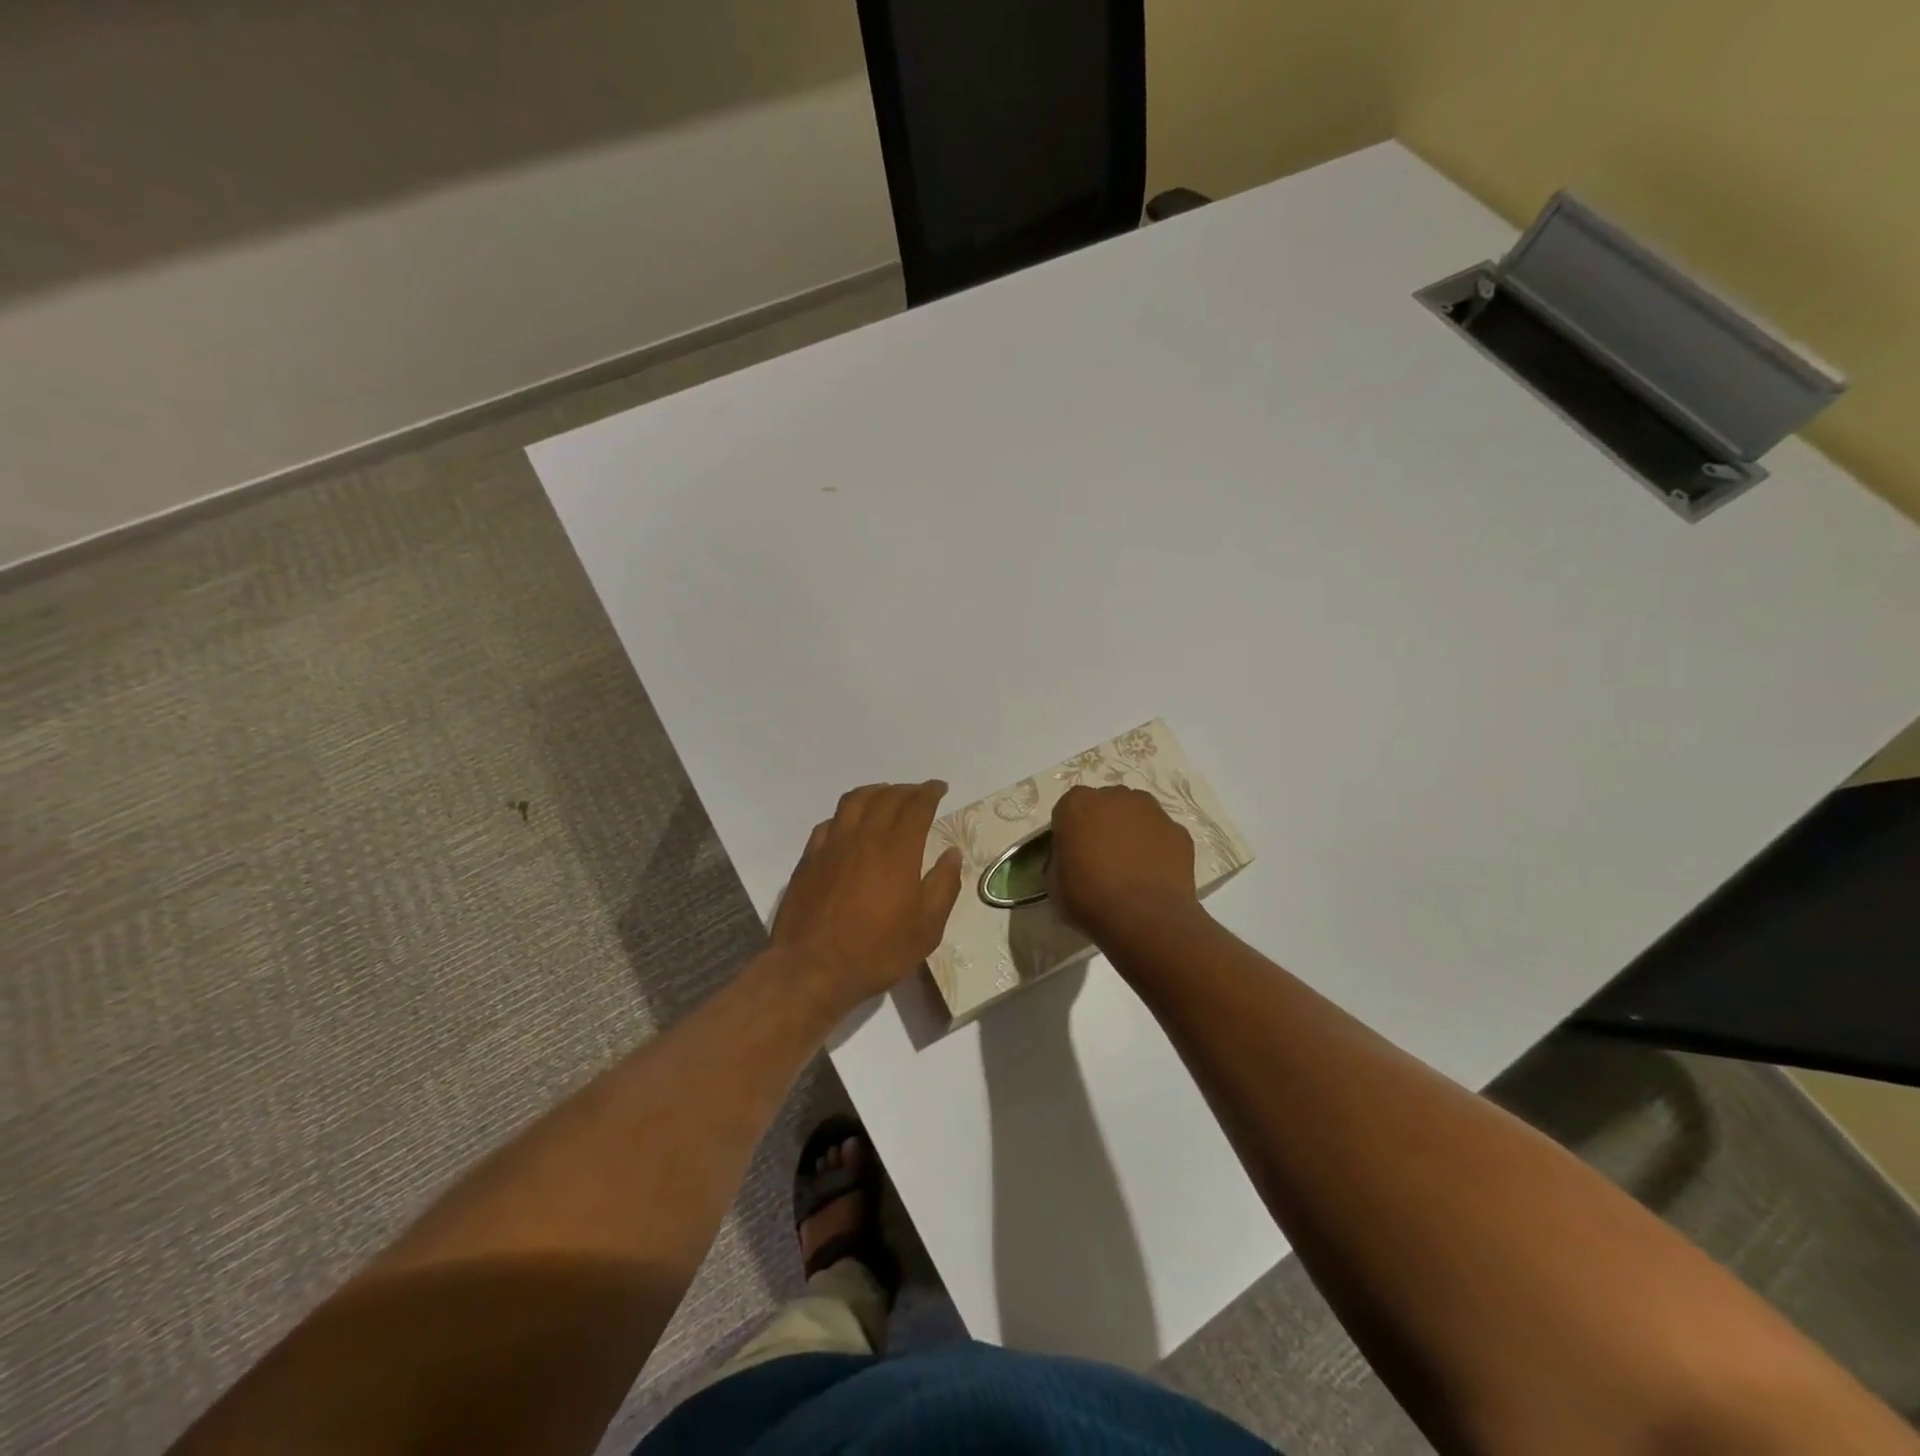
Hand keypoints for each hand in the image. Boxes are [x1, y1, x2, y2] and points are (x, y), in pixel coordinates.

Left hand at [772, 781, 962, 1012]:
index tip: (939, 787)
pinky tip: (848, 824)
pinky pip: (829, 823)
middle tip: (917, 792)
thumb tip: (951, 854)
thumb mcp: (927, 927)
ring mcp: (832, 845)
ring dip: (874, 792)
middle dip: (906, 790)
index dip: (930, 792)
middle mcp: (864, 836)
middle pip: (886, 798)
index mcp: (898, 849)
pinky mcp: (809, 858)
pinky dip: (845, 815)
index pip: (916, 806)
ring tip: (884, 794)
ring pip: (854, 802)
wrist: (813, 968)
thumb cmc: (877, 951)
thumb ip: (943, 885)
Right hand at [1048, 785, 1201, 943]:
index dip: (1070, 830)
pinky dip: (1157, 847)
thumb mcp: (1054, 883)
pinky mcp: (1178, 830)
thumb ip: (1059, 859)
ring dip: (1131, 830)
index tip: (1072, 853)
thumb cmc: (1090, 899)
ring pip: (1136, 813)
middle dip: (1102, 824)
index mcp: (1077, 805)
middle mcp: (1115, 797)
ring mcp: (1151, 810)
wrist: (1146, 918)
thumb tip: (1069, 858)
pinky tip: (1153, 873)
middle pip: (1105, 804)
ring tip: (1131, 865)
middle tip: (1101, 857)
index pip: (1068, 809)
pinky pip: (1161, 834)